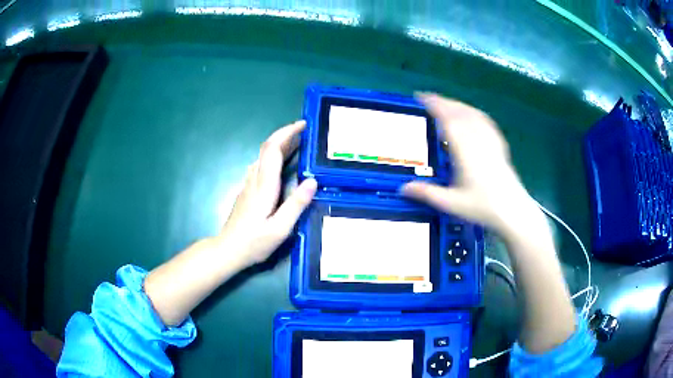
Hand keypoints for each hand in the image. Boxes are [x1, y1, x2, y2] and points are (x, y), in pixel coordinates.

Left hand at [144, 120, 315, 326]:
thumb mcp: (279, 229)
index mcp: (264, 185)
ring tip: (298, 144)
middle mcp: (255, 179)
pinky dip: (274, 156)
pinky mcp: (247, 190)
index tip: (303, 125)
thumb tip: (312, 181)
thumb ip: (296, 205)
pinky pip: (261, 165)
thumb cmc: (254, 242)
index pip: (273, 149)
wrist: (228, 250)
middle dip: (285, 134)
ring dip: (279, 144)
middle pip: (267, 148)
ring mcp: (249, 184)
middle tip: (304, 130)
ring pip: (263, 156)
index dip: (287, 133)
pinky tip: (282, 163)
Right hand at [402, 94, 540, 235]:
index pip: (447, 119)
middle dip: (443, 102)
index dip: (433, 105)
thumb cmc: (482, 206)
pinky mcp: (499, 144)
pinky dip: (473, 112)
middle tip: (428, 99)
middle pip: (459, 112)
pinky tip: (471, 115)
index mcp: (464, 149)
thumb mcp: (451, 203)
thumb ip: (427, 193)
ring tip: (446, 104)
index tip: (421, 97)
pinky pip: (485, 120)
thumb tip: (402, 189)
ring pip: (472, 113)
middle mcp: (477, 139)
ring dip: (457, 105)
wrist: (512, 210)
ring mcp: (490, 140)